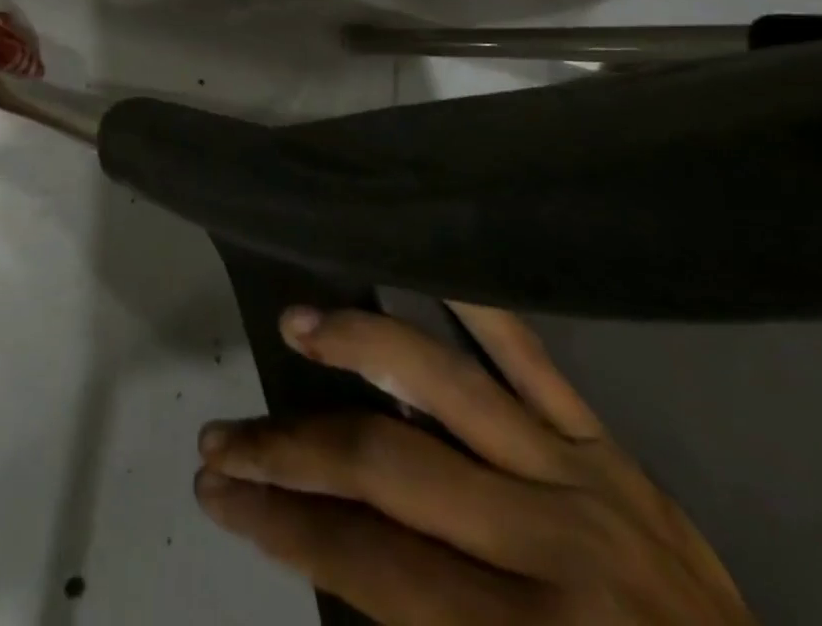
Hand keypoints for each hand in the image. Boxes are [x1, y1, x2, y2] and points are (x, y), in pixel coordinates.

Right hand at [194, 305, 753, 624]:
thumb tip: (328, 546)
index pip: (368, 559)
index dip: (280, 524)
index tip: (218, 494)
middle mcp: (545, 541)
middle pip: (387, 465)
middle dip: (290, 450)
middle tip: (222, 436)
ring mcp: (575, 472)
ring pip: (445, 384)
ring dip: (358, 346)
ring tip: (295, 323)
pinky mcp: (603, 441)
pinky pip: (532, 357)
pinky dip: (477, 305)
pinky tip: (425, 263)